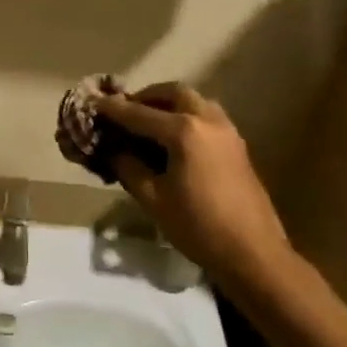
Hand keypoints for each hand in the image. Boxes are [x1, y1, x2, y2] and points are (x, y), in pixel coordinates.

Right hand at [94, 83, 290, 280]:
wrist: (253, 253)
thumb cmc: (198, 226)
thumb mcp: (153, 199)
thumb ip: (129, 168)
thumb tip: (113, 150)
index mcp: (184, 132)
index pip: (140, 114)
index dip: (113, 109)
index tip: (93, 101)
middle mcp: (207, 121)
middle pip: (173, 93)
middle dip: (147, 97)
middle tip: (126, 110)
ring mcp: (227, 131)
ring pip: (195, 101)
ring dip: (170, 104)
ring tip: (149, 122)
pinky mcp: (237, 145)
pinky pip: (207, 116)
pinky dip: (186, 116)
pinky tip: (174, 139)